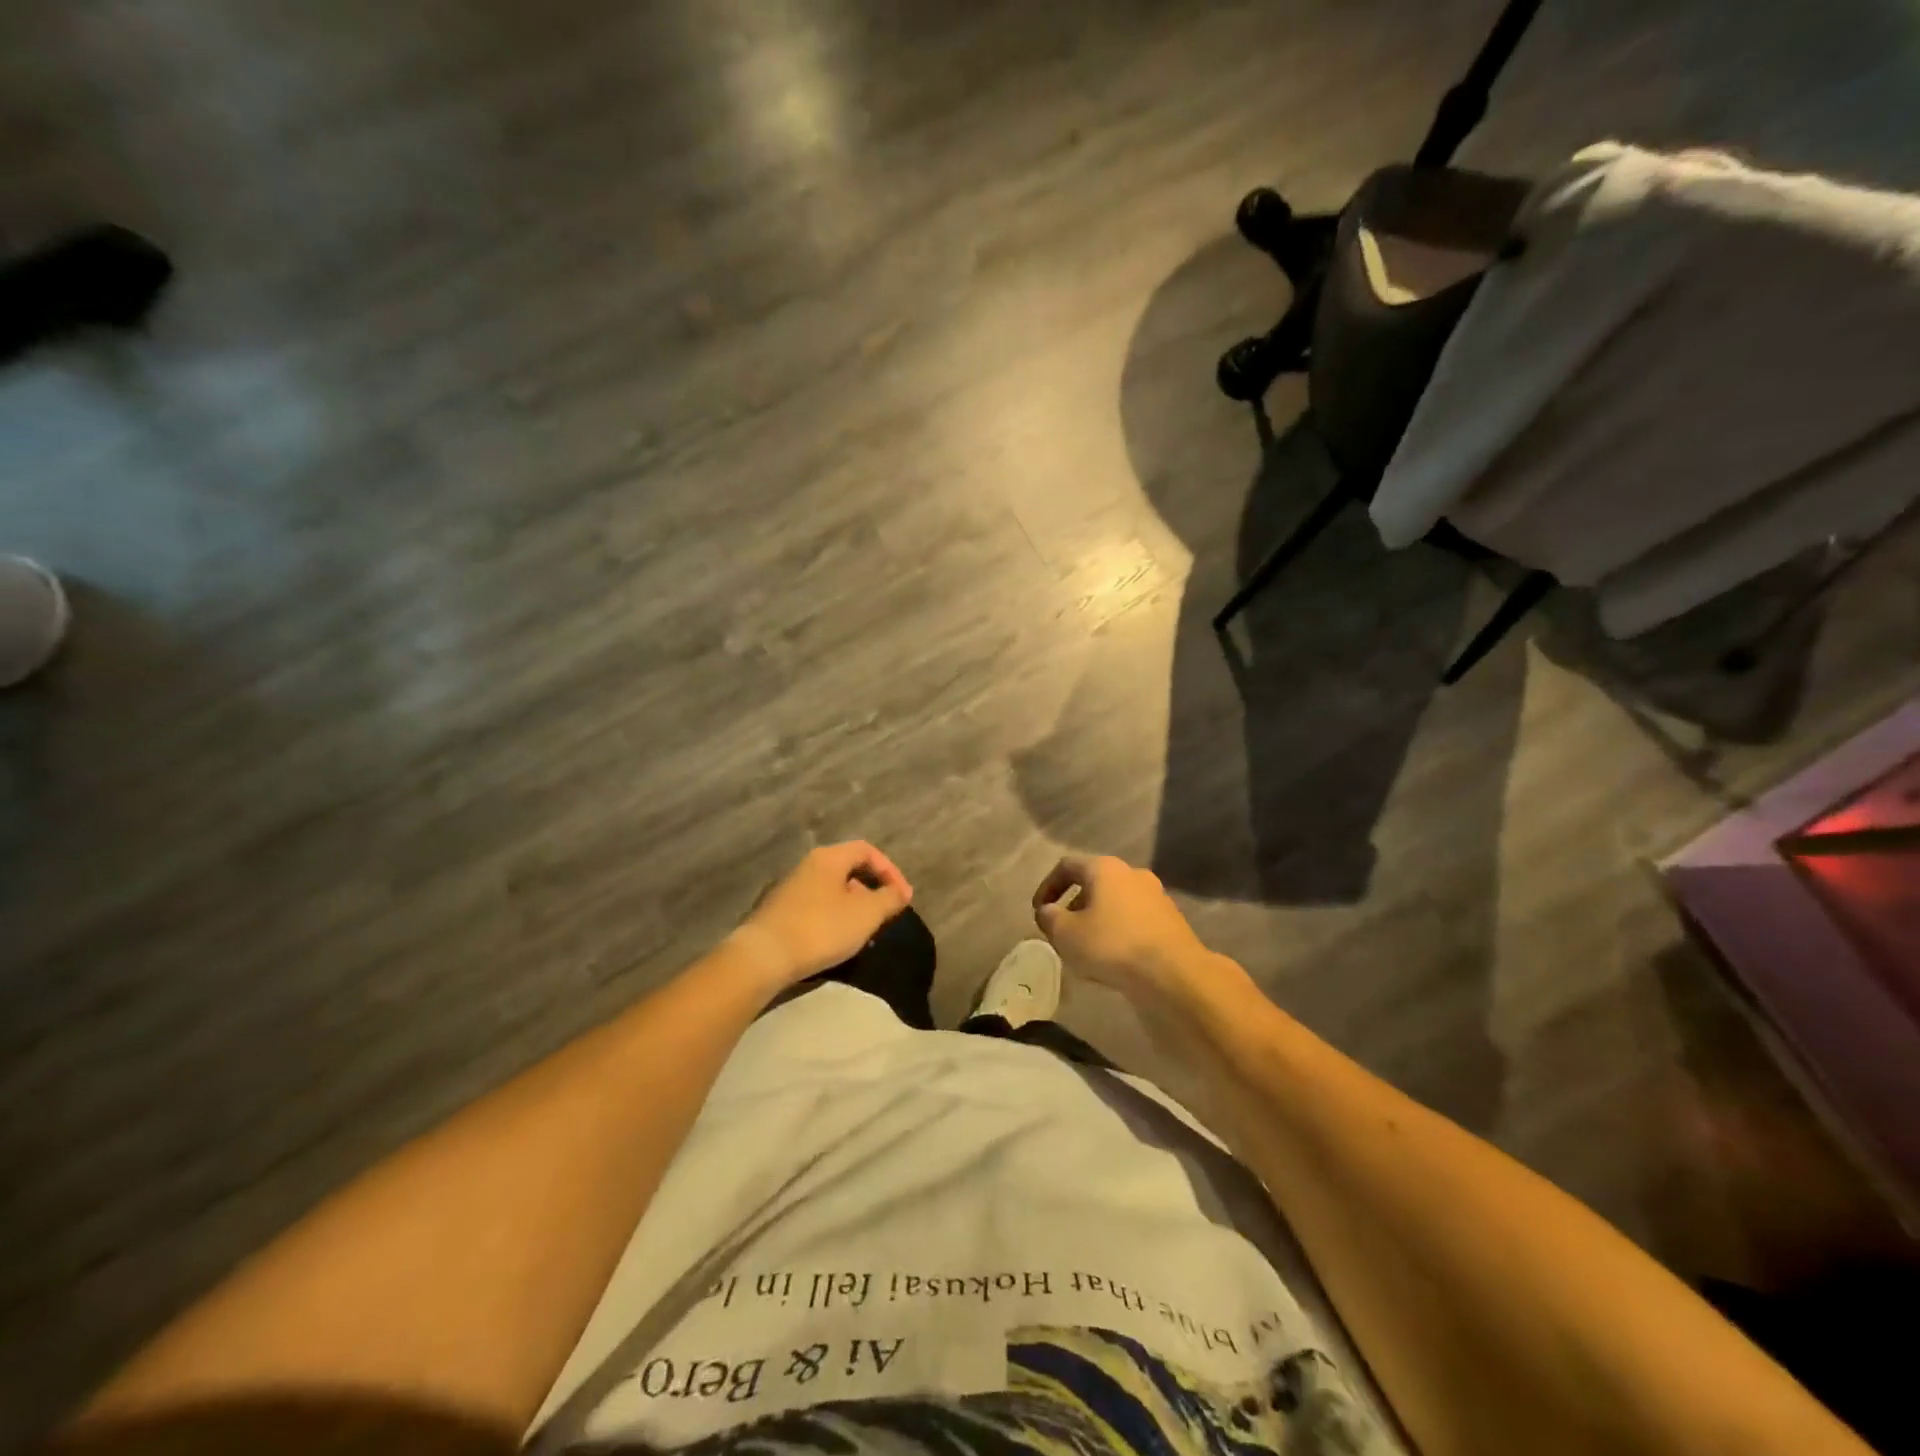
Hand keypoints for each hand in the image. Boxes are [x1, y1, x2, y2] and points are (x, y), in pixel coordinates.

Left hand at [737, 841, 912, 987]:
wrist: (763, 957)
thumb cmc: (821, 928)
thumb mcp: (865, 914)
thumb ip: (888, 899)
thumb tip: (901, 891)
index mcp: (829, 858)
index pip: (867, 850)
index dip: (890, 870)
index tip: (903, 897)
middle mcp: (807, 865)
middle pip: (848, 869)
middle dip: (871, 890)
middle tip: (884, 914)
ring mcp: (790, 888)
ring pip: (831, 890)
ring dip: (853, 906)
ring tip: (863, 932)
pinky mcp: (779, 911)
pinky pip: (815, 906)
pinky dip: (833, 917)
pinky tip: (836, 941)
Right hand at [1032, 854, 1210, 999]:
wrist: (1174, 973)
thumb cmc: (1112, 945)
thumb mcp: (1066, 934)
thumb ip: (1049, 918)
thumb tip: (1047, 911)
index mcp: (1105, 868)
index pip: (1067, 866)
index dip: (1047, 886)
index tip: (1039, 911)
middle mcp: (1132, 874)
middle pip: (1094, 883)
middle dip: (1073, 906)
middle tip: (1062, 931)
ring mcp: (1156, 896)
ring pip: (1115, 903)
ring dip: (1097, 920)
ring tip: (1087, 949)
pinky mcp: (1170, 920)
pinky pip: (1135, 920)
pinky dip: (1119, 932)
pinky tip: (1114, 959)